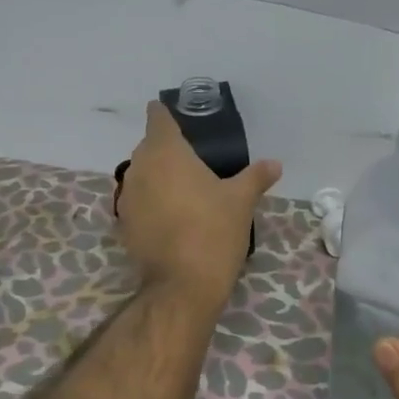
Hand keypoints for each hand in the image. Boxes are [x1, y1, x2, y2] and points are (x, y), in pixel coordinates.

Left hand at [116, 101, 280, 302]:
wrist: (182, 285)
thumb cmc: (213, 231)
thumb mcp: (241, 201)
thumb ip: (256, 177)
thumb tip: (274, 164)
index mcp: (166, 152)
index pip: (158, 118)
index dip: (165, 114)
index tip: (177, 116)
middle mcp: (140, 168)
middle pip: (149, 147)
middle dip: (166, 148)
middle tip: (193, 157)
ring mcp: (127, 198)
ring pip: (141, 175)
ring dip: (157, 176)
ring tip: (183, 188)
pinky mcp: (123, 224)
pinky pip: (137, 201)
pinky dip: (151, 201)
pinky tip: (171, 215)